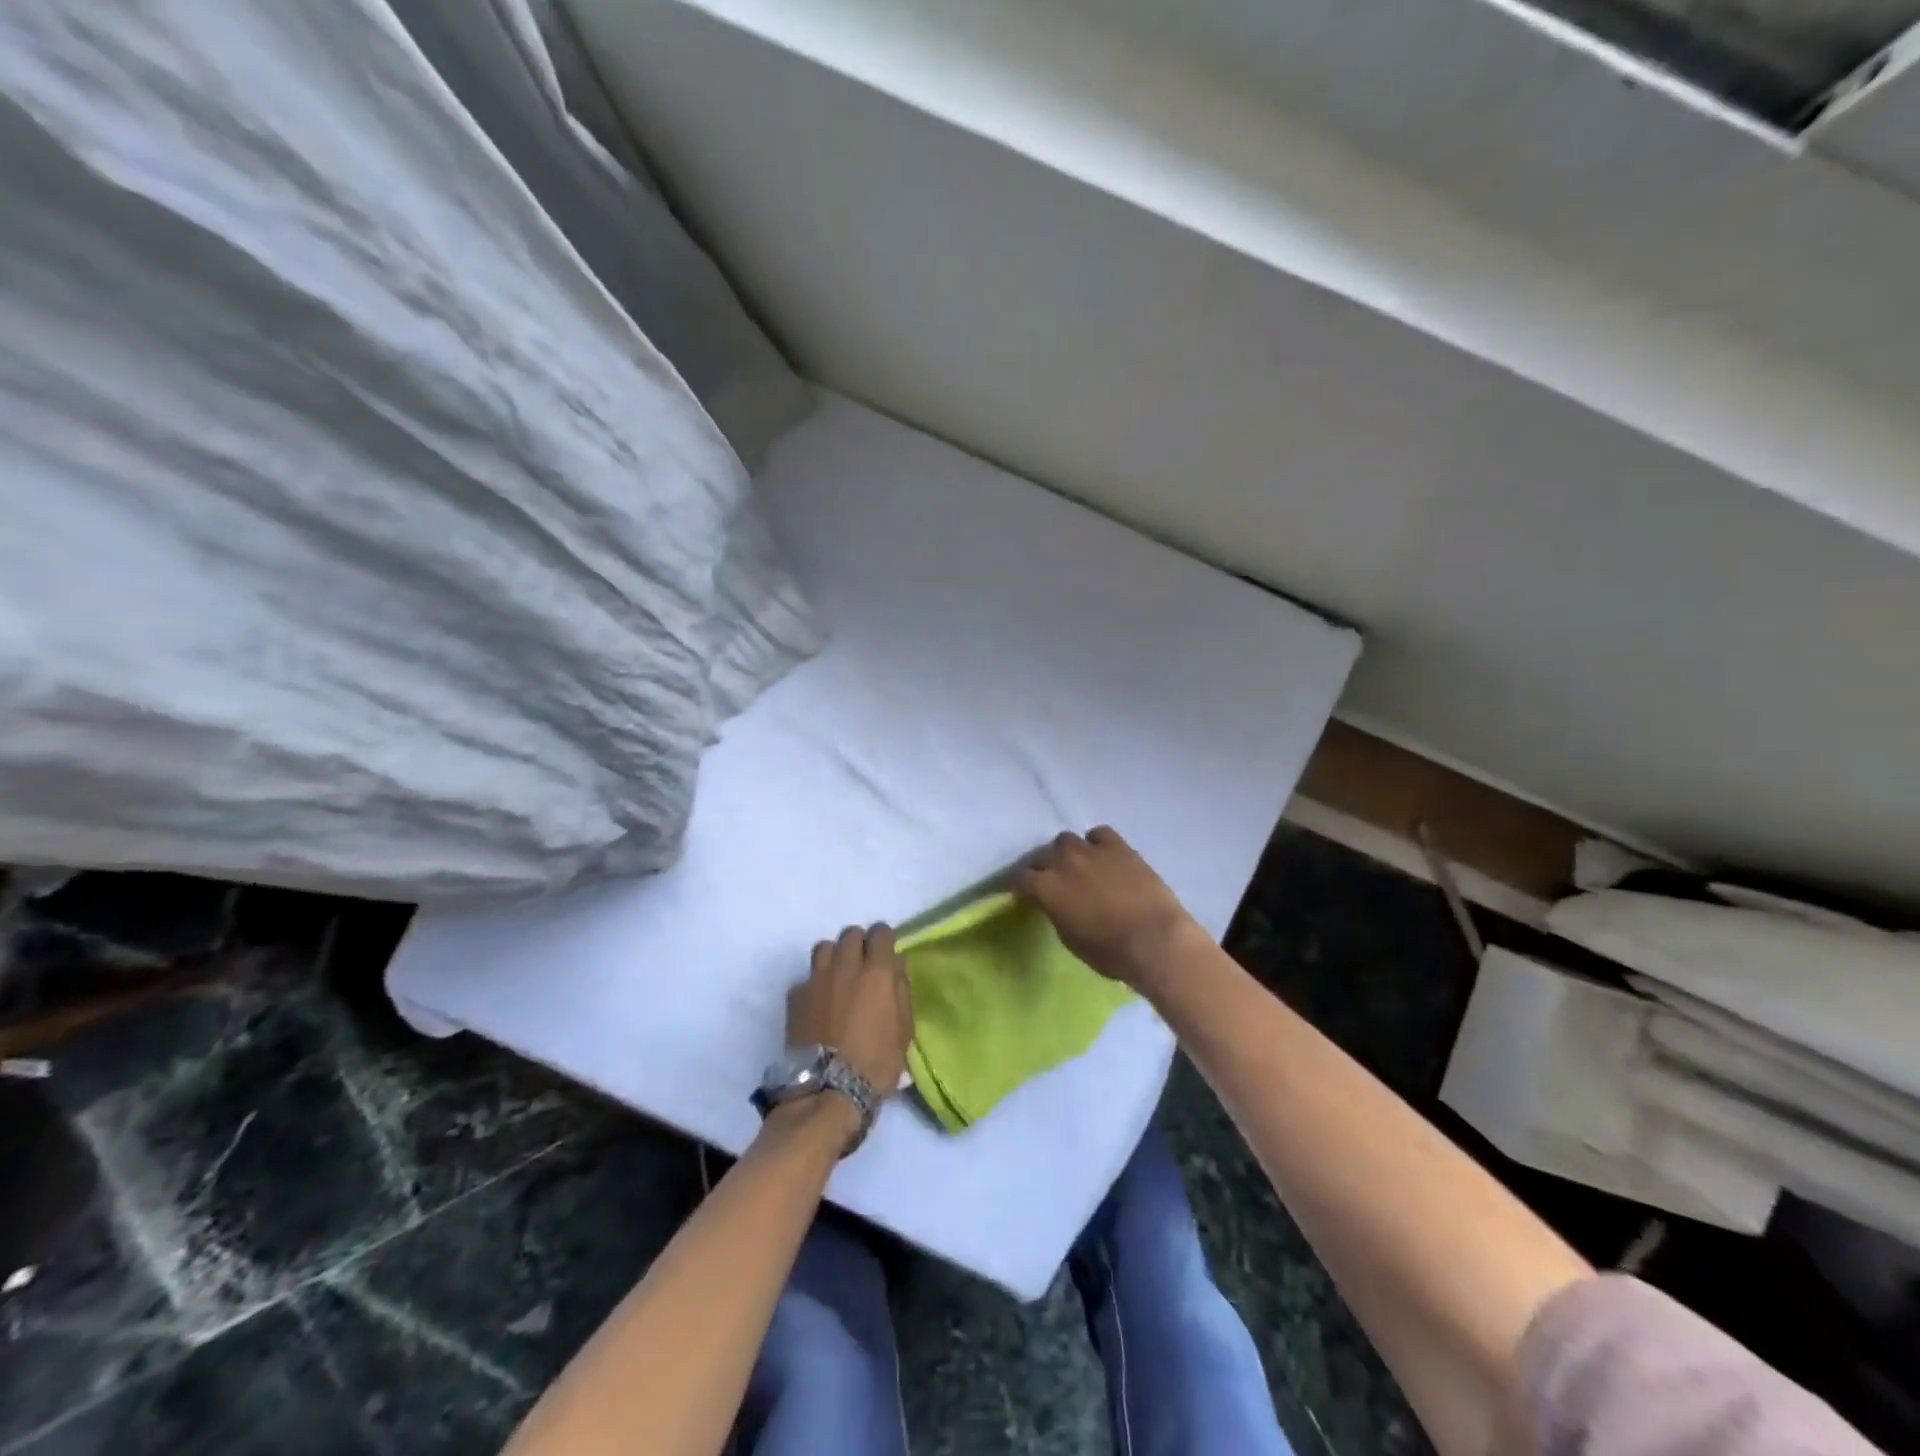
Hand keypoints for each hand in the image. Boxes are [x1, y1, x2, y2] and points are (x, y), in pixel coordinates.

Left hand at [789, 924, 913, 1096]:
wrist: (828, 1090)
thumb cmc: (876, 1063)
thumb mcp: (904, 1030)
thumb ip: (902, 991)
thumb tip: (896, 966)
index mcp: (877, 973)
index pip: (881, 932)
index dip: (885, 938)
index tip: (885, 951)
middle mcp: (846, 967)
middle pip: (851, 933)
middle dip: (859, 943)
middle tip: (862, 963)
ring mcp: (817, 979)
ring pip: (825, 947)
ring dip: (835, 956)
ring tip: (838, 976)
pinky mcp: (796, 996)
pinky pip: (807, 977)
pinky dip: (814, 984)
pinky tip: (818, 1003)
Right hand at [1015, 827, 1206, 998]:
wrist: (1155, 940)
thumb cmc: (1109, 952)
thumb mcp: (1070, 938)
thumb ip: (1056, 912)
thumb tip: (1055, 903)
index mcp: (1046, 887)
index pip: (1019, 878)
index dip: (1016, 885)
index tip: (1016, 891)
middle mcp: (1063, 862)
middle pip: (1041, 854)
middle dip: (1041, 867)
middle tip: (1048, 880)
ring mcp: (1092, 850)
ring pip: (1067, 839)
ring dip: (1066, 852)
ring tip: (1075, 865)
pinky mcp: (1119, 847)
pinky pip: (1099, 834)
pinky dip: (1096, 842)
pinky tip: (1102, 855)